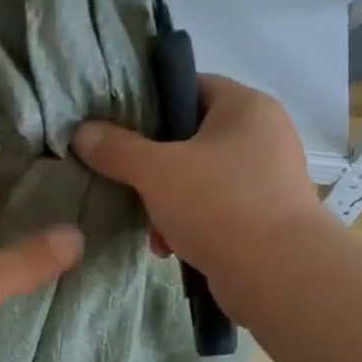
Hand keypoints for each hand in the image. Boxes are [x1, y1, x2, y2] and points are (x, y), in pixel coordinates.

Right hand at [72, 75, 323, 303]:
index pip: (190, 86)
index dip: (151, 103)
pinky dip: (188, 225)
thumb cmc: (219, 204)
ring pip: (198, 179)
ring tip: (150, 228)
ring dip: (166, 203)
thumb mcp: (156, 171)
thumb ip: (117, 148)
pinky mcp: (264, 218)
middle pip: (189, 138)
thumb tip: (82, 132)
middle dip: (153, 167)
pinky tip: (169, 248)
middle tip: (127, 182)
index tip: (117, 126)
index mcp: (245, 107)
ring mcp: (266, 179)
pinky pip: (214, 210)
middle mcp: (262, 136)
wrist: (278, 274)